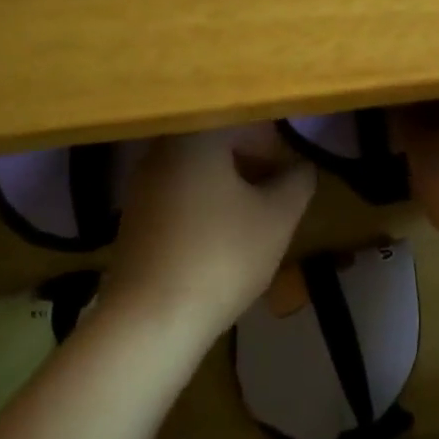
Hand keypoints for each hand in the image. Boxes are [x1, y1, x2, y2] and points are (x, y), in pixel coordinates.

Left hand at [107, 126, 315, 339]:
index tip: (295, 167)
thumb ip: (298, 182)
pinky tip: (222, 234)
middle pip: (219, 141)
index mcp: (198, 138)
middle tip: (280, 189)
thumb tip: (303, 167)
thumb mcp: (277, 218)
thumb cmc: (222, 256)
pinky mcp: (135, 215)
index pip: (245, 120)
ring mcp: (144, 183)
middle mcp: (164, 150)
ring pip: (199, 167)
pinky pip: (180, 192)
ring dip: (231, 182)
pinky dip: (206, 202)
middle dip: (254, 160)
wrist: (151, 318)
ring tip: (256, 214)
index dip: (277, 141)